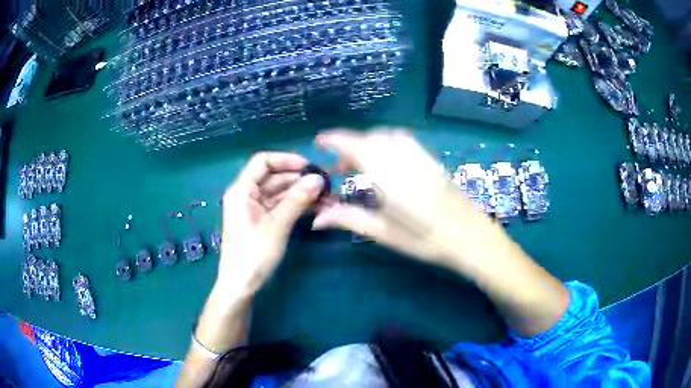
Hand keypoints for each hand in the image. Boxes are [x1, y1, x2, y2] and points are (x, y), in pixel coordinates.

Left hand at [218, 152, 323, 296]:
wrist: (241, 285)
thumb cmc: (254, 253)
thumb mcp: (277, 225)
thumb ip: (297, 199)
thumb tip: (318, 178)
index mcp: (242, 190)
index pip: (263, 162)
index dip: (286, 160)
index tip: (310, 167)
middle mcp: (247, 195)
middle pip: (274, 177)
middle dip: (299, 179)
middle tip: (326, 184)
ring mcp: (255, 209)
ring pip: (280, 193)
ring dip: (301, 194)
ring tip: (327, 197)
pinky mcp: (262, 222)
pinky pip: (281, 207)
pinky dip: (296, 206)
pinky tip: (316, 208)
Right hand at [313, 128, 569, 337]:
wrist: (471, 237)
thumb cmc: (427, 240)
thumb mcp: (385, 233)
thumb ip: (350, 219)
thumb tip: (317, 218)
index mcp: (389, 175)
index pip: (355, 145)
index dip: (334, 139)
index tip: (319, 141)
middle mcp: (404, 158)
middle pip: (369, 139)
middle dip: (349, 147)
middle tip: (339, 169)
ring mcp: (420, 155)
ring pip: (386, 136)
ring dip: (368, 144)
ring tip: (361, 166)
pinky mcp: (431, 158)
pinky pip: (402, 140)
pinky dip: (385, 143)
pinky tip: (386, 162)